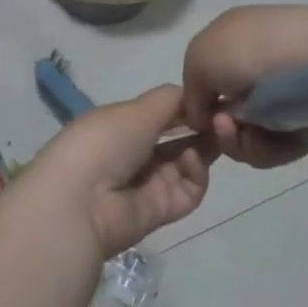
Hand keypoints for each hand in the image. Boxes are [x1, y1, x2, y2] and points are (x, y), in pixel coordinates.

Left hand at [32, 85, 211, 258]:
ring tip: (216, 133)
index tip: (212, 97)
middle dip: (202, 126)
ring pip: (189, 162)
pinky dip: (196, 173)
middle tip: (224, 118)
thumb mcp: (136, 110)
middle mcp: (136, 152)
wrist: (82, 200)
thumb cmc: (105, 141)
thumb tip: (194, 96)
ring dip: (204, 146)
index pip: (162, 113)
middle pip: (179, 138)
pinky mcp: (162, 210)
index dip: (188, 106)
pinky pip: (189, 189)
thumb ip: (171, 100)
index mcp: (123, 124)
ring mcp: (149, 183)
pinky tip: (192, 159)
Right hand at [182, 5, 307, 169]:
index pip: (206, 75)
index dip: (197, 100)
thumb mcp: (200, 56)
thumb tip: (205, 115)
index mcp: (233, 37)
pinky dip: (270, 148)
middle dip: (220, 128)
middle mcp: (258, 63)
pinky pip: (277, 146)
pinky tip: (274, 139)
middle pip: (226, 112)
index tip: (197, 117)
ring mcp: (285, 93)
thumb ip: (190, 87)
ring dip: (239, 142)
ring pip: (248, 134)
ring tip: (247, 134)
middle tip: (224, 127)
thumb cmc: (252, 51)